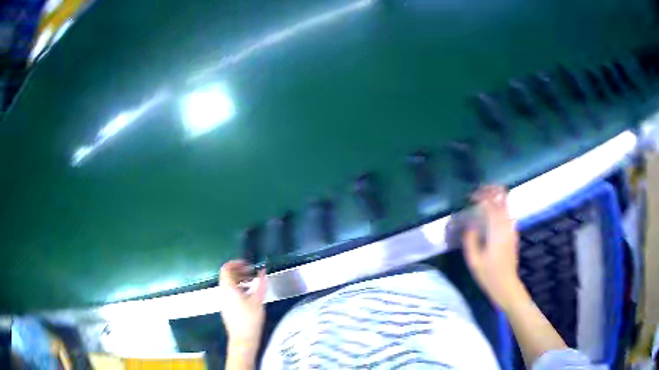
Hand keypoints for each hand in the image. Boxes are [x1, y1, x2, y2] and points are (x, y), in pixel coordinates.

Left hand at [219, 260, 266, 347]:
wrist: (243, 339)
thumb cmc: (250, 319)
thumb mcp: (258, 300)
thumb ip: (260, 284)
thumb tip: (262, 271)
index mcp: (228, 288)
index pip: (226, 268)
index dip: (236, 263)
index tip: (247, 264)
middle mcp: (223, 292)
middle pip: (226, 276)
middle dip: (239, 271)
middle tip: (251, 272)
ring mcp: (223, 300)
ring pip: (228, 284)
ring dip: (239, 280)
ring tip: (252, 282)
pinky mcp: (226, 307)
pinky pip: (229, 292)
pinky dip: (237, 288)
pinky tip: (249, 295)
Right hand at [463, 186, 527, 309]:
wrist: (507, 286)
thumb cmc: (489, 276)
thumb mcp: (474, 261)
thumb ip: (471, 241)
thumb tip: (470, 225)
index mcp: (496, 232)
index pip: (490, 206)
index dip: (481, 197)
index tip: (470, 196)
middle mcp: (506, 227)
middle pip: (502, 200)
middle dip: (491, 191)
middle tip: (479, 190)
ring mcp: (512, 230)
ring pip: (507, 205)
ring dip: (497, 197)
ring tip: (485, 196)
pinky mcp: (513, 234)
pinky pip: (508, 214)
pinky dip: (501, 207)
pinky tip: (494, 211)